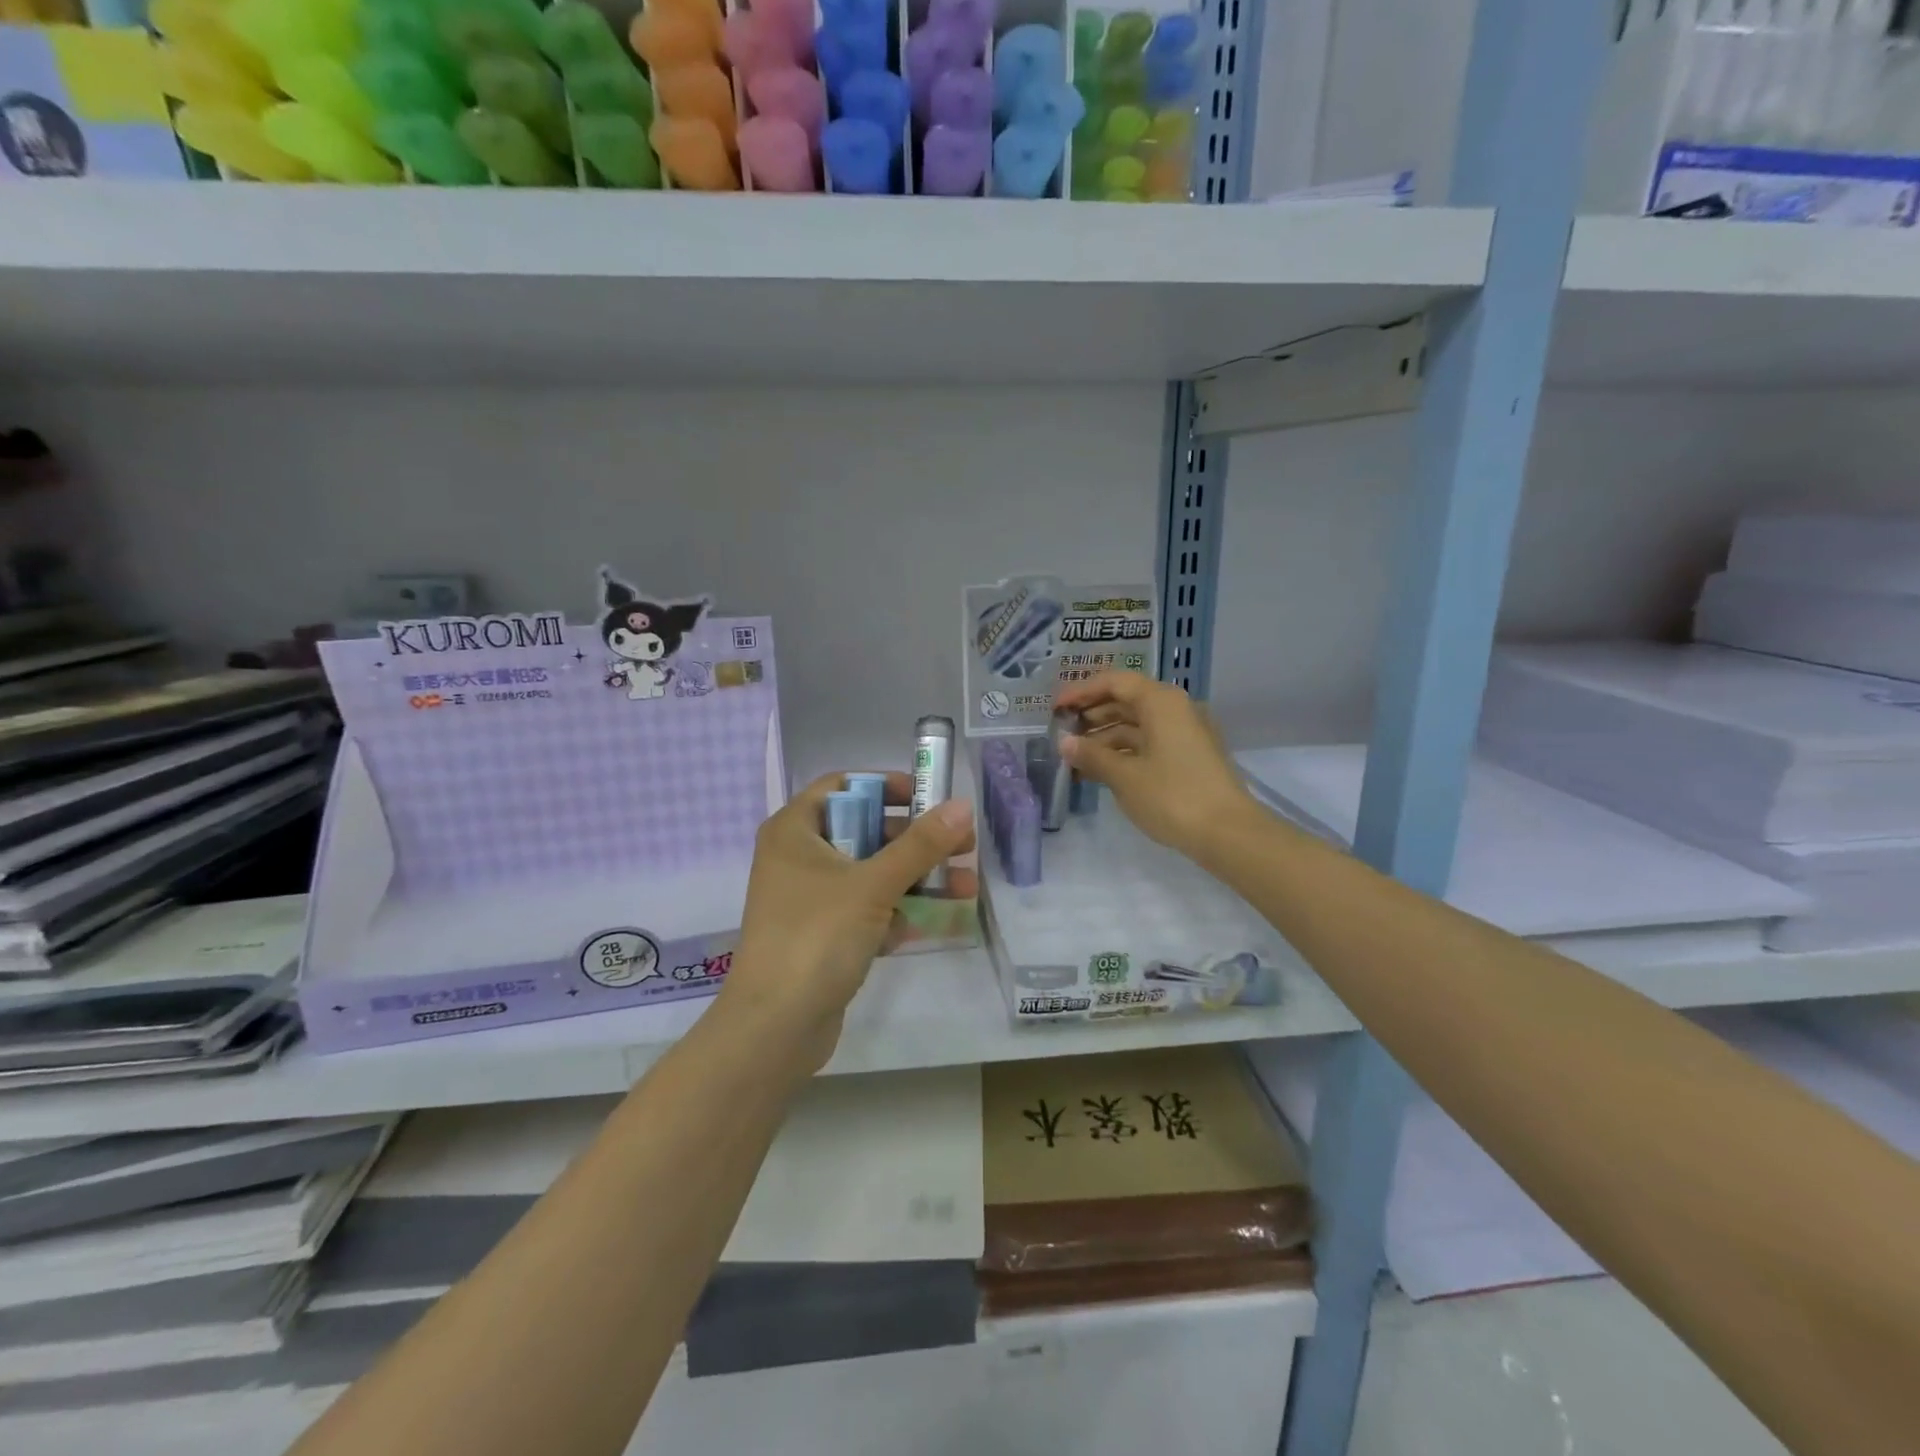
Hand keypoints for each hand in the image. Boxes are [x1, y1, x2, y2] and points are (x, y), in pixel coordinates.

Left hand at [718, 771, 974, 1072]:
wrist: (774, 1028)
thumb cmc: (817, 937)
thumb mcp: (873, 885)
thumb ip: (920, 845)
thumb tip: (963, 806)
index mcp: (794, 830)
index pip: (842, 786)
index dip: (886, 786)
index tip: (927, 797)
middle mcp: (797, 858)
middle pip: (864, 831)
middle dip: (915, 841)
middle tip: (961, 846)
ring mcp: (808, 899)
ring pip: (870, 874)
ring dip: (915, 880)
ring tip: (966, 887)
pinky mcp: (821, 935)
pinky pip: (865, 910)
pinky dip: (895, 913)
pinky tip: (929, 925)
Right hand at [1055, 671, 1260, 864]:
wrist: (1228, 833)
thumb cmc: (1172, 796)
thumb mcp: (1124, 776)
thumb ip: (1091, 755)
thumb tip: (1064, 743)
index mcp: (1161, 702)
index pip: (1115, 682)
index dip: (1081, 692)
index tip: (1055, 708)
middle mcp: (1175, 709)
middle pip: (1126, 701)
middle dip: (1091, 715)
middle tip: (1061, 732)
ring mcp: (1184, 734)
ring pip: (1136, 725)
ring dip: (1104, 738)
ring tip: (1074, 757)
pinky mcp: (1188, 757)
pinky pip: (1148, 744)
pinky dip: (1123, 753)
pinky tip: (1099, 771)